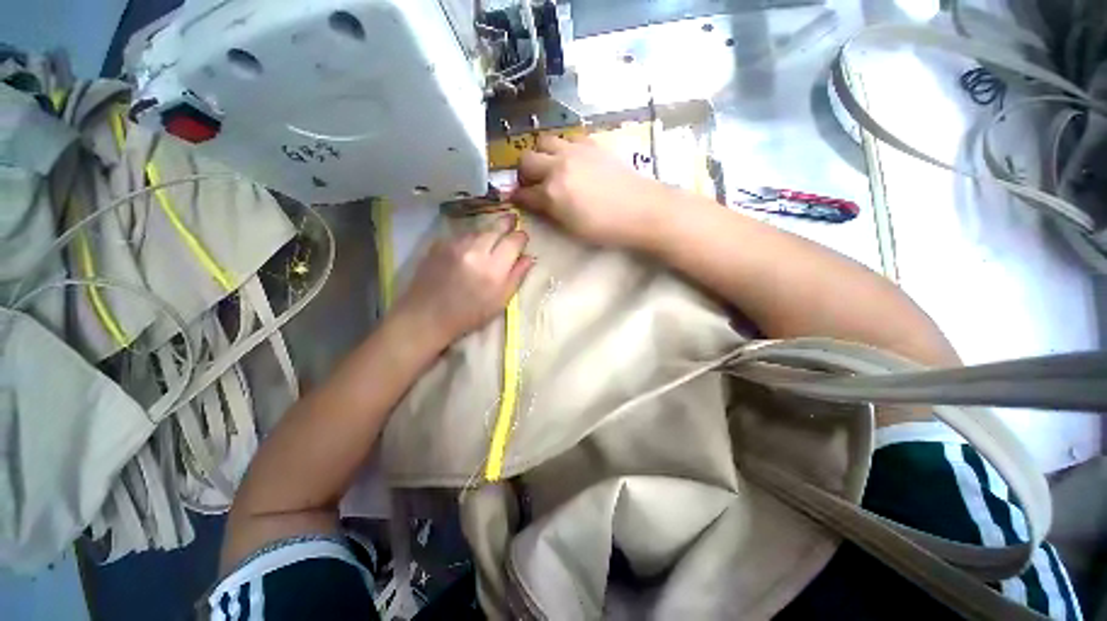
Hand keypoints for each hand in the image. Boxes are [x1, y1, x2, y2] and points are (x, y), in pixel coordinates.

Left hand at [392, 214, 532, 347]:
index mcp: (494, 269)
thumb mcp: (500, 301)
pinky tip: (470, 247)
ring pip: (479, 230)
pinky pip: (462, 235)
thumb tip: (530, 257)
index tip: (522, 238)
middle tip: (512, 221)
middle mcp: (475, 251)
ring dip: (488, 232)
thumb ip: (517, 277)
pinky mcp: (439, 244)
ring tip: (491, 239)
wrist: (427, 316)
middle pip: (496, 229)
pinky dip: (470, 238)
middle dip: (506, 224)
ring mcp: (455, 245)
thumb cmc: (469, 315)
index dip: (521, 237)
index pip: (513, 241)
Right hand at [509, 135, 675, 248]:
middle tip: (532, 183)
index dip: (518, 197)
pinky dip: (562, 148)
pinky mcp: (591, 144)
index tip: (518, 199)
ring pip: (544, 141)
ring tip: (549, 167)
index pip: (524, 192)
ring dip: (540, 154)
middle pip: (526, 159)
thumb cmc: (605, 228)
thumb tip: (534, 202)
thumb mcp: (571, 228)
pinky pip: (567, 138)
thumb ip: (549, 212)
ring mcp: (575, 151)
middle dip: (524, 172)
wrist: (641, 209)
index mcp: (552, 193)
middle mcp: (558, 166)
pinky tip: (570, 160)